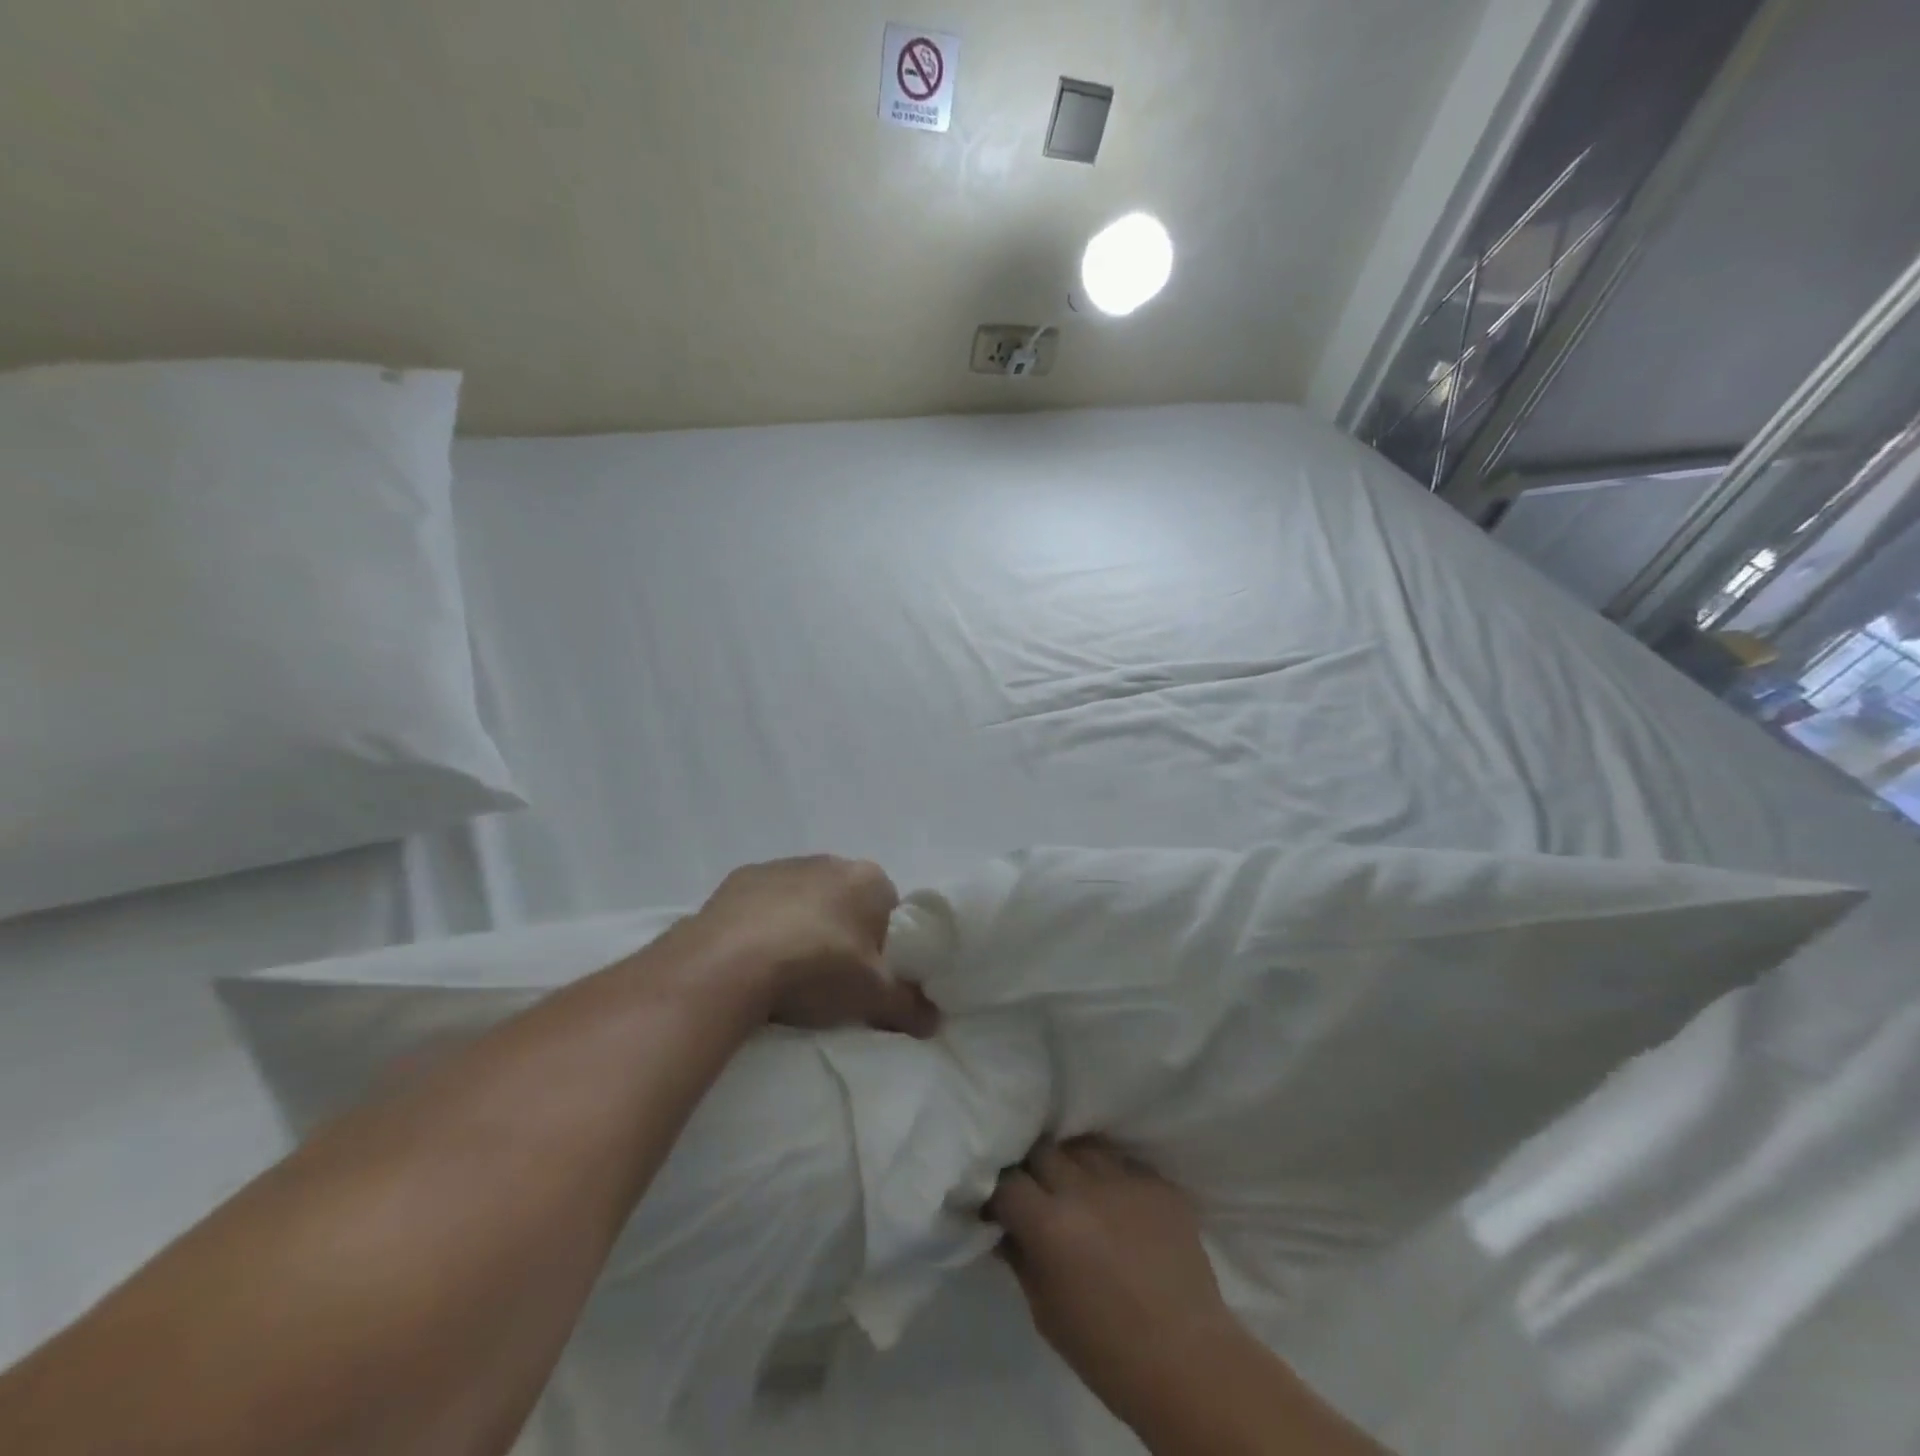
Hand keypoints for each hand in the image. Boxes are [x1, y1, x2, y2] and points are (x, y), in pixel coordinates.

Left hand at [688, 855, 939, 1036]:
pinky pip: (762, 904)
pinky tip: (752, 960)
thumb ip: (908, 1005)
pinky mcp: (739, 879)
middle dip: (842, 932)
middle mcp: (828, 862)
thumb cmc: (816, 967)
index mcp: (868, 879)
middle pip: (846, 901)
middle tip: (830, 977)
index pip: (890, 909)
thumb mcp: (872, 996)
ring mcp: (780, 866)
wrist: (728, 963)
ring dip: (801, 926)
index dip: (883, 944)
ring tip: (787, 973)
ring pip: (803, 899)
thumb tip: (934, 1022)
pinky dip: (762, 925)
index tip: (868, 975)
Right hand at [988, 1140, 1239, 1422]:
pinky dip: (1112, 1177)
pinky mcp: (1158, 1182)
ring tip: (1077, 1188)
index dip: (1000, 1193)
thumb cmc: (1107, 1352)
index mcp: (1050, 1224)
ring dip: (1072, 1164)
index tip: (1001, 1207)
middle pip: (1043, 1149)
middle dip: (1033, 1169)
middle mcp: (1084, 1188)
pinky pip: (1123, 1162)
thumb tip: (1005, 1228)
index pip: (1007, 1181)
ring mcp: (1125, 1179)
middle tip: (1038, 1194)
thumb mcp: (1045, 1313)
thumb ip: (1020, 1258)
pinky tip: (1116, 1202)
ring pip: (1083, 1146)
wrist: (1188, 1361)